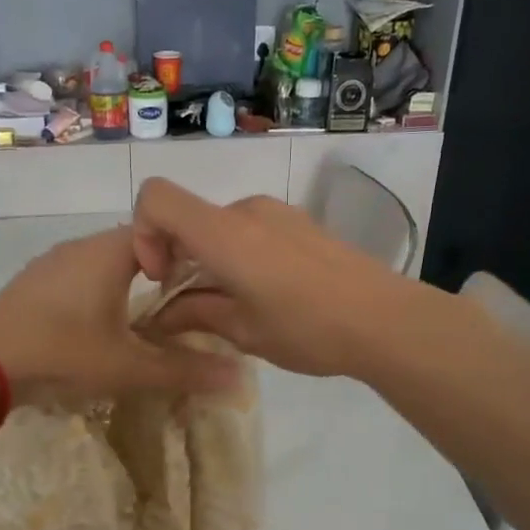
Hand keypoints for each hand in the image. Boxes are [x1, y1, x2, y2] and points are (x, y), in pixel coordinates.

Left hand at [0, 224, 239, 404]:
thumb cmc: (63, 353)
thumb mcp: (129, 367)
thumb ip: (184, 370)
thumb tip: (240, 377)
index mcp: (110, 252)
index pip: (164, 232)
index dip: (189, 256)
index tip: (205, 289)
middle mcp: (81, 246)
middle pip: (136, 249)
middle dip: (161, 276)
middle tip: (182, 311)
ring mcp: (53, 263)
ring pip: (104, 264)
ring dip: (127, 286)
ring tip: (145, 322)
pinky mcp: (34, 283)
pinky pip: (79, 278)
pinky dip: (98, 294)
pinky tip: (98, 327)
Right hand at [131, 179, 424, 377]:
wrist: (386, 320)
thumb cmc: (308, 329)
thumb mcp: (244, 331)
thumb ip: (196, 314)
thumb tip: (163, 315)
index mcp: (224, 233)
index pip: (156, 198)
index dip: (143, 232)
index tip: (161, 276)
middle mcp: (247, 210)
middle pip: (190, 217)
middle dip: (179, 257)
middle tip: (195, 307)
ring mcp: (278, 213)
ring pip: (221, 227)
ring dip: (211, 260)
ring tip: (236, 306)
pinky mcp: (301, 224)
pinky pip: (251, 231)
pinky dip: (239, 256)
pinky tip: (268, 296)